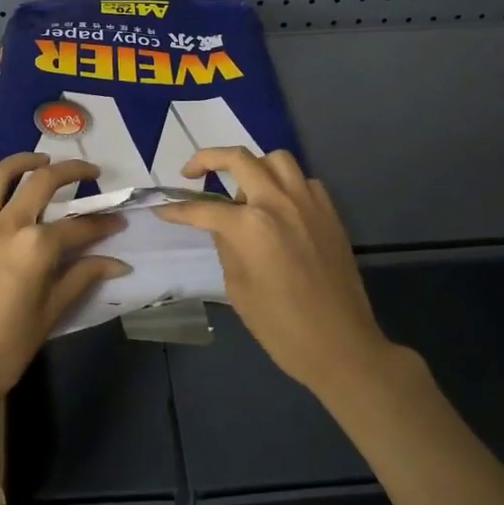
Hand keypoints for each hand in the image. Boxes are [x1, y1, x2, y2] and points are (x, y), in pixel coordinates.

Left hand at [0, 153, 128, 408]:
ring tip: (39, 159)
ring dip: (22, 161)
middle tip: (89, 172)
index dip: (102, 223)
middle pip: (42, 182)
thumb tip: (118, 263)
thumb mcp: (53, 311)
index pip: (79, 226)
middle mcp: (5, 226)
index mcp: (36, 247)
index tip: (116, 222)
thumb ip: (83, 276)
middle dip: (72, 171)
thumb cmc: (9, 347)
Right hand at [154, 148, 396, 403]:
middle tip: (192, 173)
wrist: (341, 345)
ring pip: (276, 159)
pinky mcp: (330, 213)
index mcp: (251, 226)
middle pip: (239, 159)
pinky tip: (279, 207)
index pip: (204, 209)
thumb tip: (221, 226)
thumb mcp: (238, 288)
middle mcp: (279, 202)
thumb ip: (226, 247)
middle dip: (207, 159)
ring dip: (253, 166)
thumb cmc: (281, 327)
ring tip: (243, 189)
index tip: (163, 210)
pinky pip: (304, 181)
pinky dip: (286, 184)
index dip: (178, 210)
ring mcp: (308, 204)